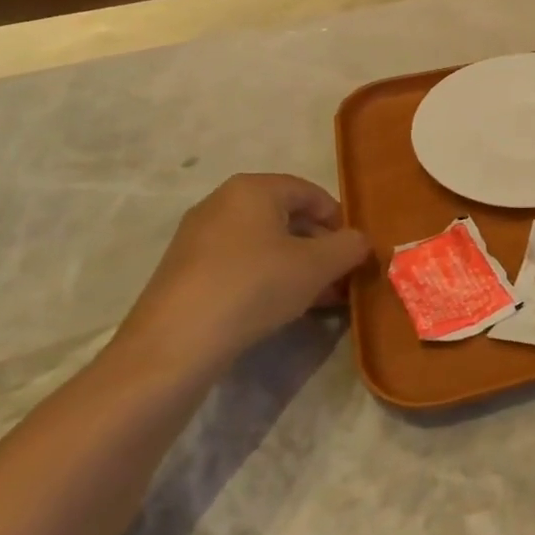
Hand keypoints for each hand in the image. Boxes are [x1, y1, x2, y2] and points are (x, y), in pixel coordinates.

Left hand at [111, 174, 370, 380]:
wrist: (174, 345)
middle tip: (339, 278)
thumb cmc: (254, 287)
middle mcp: (222, 202)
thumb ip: (350, 246)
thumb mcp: (318, 266)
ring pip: (264, 244)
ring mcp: (198, 237)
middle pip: (286, 218)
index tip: (354, 252)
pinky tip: (280, 308)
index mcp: (253, 188)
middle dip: (319, 247)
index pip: (311, 193)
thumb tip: (360, 242)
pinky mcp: (184, 271)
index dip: (339, 221)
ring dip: (296, 266)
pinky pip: (239, 264)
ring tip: (318, 299)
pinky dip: (266, 278)